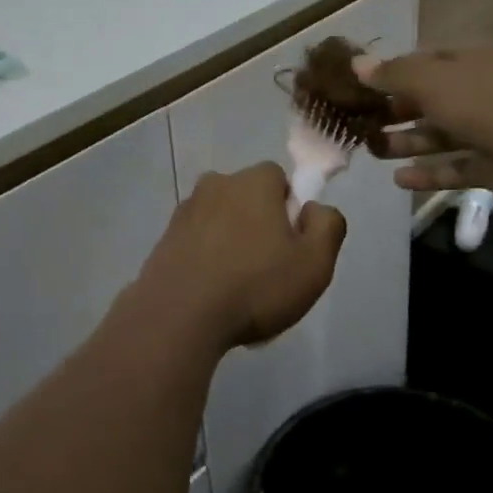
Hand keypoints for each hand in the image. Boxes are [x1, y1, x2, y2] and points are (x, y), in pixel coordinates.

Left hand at [127, 163, 345, 351]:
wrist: (179, 315)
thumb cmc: (255, 285)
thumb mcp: (314, 263)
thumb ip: (327, 225)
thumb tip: (314, 208)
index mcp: (252, 181)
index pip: (279, 178)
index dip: (290, 209)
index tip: (291, 244)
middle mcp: (216, 183)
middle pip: (247, 197)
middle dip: (259, 223)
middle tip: (268, 268)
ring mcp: (185, 210)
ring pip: (220, 219)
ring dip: (230, 241)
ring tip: (237, 287)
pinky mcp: (165, 237)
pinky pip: (197, 240)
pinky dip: (206, 257)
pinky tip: (212, 292)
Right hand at [355, 42, 492, 207]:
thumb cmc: (484, 102)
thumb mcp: (429, 79)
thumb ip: (392, 73)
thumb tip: (356, 63)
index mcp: (475, 58)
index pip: (428, 60)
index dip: (395, 72)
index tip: (364, 88)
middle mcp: (486, 89)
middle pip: (434, 98)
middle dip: (398, 112)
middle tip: (364, 123)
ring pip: (443, 134)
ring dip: (408, 143)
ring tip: (374, 152)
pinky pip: (457, 167)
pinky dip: (430, 173)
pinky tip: (400, 180)